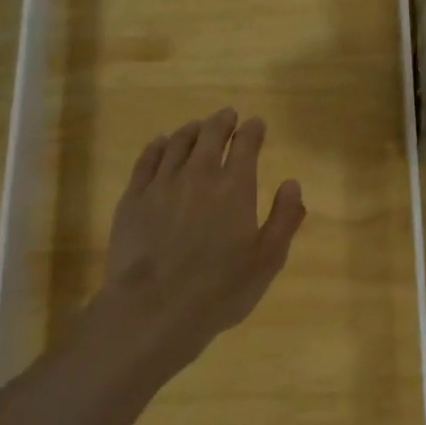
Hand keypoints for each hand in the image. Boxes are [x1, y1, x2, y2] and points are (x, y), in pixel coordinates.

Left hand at [100, 108, 305, 369]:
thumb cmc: (220, 289)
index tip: (256, 123)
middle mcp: (198, 175)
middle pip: (210, 135)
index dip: (252, 131)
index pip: (246, 145)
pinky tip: (160, 144)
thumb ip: (284, 218)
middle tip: (227, 116)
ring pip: (177, 143)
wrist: (153, 308)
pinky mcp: (132, 199)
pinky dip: (157, 146)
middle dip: (222, 122)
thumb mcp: (268, 260)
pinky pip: (146, 160)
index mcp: (235, 188)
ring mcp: (161, 184)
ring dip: (191, 130)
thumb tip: (292, 183)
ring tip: (197, 126)